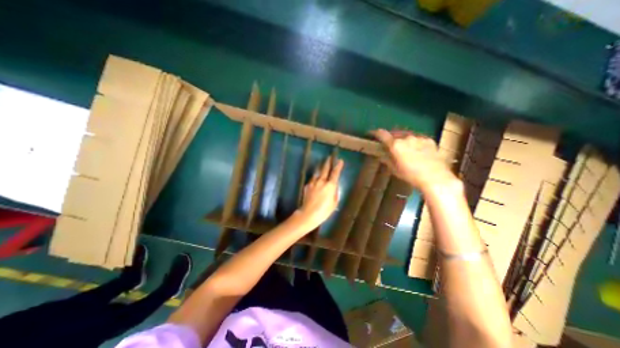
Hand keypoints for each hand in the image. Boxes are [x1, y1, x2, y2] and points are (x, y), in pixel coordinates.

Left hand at [296, 158, 343, 228]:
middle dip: (328, 162)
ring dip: (320, 168)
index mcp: (330, 185)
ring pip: (318, 172)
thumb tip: (334, 186)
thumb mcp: (334, 203)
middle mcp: (321, 181)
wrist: (308, 214)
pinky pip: (313, 179)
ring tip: (322, 166)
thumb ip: (335, 192)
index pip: (335, 173)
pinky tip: (316, 179)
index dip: (338, 166)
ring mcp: (313, 182)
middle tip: (329, 157)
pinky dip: (315, 177)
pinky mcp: (307, 186)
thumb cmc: (324, 211)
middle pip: (325, 169)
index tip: (340, 161)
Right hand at [370, 128, 456, 194]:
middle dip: (390, 136)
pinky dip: (413, 141)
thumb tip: (381, 155)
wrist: (435, 177)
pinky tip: (416, 149)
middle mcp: (406, 137)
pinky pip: (418, 137)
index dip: (375, 133)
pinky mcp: (429, 140)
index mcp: (395, 145)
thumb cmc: (410, 175)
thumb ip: (387, 160)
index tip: (371, 133)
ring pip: (406, 134)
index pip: (382, 134)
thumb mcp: (394, 169)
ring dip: (402, 138)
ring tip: (403, 146)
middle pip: (394, 133)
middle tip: (388, 143)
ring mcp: (419, 137)